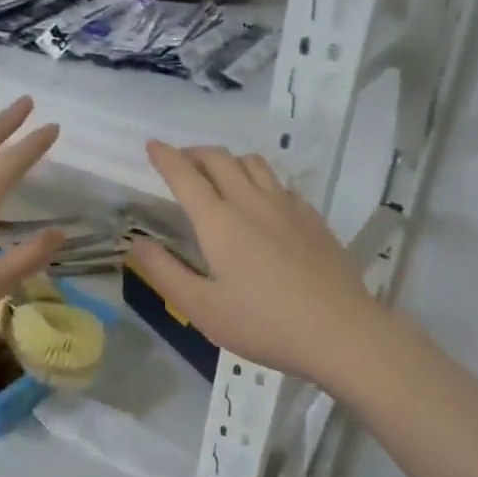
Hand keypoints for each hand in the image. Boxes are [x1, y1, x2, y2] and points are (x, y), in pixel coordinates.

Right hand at [128, 142, 388, 386]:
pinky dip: (259, 180)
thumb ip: (166, 272)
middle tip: (181, 162)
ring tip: (219, 175)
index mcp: (219, 222)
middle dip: (194, 153)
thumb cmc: (263, 324)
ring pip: (253, 163)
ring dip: (228, 161)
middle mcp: (251, 202)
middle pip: (219, 159)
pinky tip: (261, 203)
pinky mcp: (312, 218)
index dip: (165, 157)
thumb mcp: (202, 308)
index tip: (152, 145)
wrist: (340, 331)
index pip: (185, 176)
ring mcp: (287, 207)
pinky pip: (279, 183)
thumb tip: (137, 243)